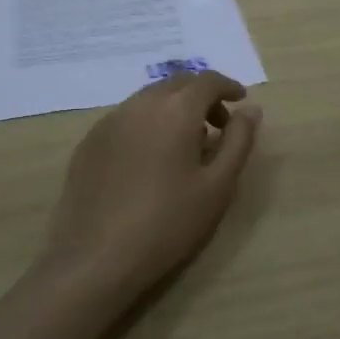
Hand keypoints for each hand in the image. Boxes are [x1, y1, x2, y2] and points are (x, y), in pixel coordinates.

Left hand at [38, 70, 262, 301]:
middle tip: (217, 125)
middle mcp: (139, 104)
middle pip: (176, 84)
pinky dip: (147, 124)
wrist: (97, 257)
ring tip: (185, 145)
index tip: (241, 101)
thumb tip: (250, 110)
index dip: (228, 86)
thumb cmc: (168, 222)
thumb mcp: (218, 186)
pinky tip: (149, 159)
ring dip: (172, 108)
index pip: (207, 81)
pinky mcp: (89, 142)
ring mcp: (108, 121)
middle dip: (201, 95)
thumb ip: (238, 141)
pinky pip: (126, 118)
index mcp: (175, 110)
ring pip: (148, 99)